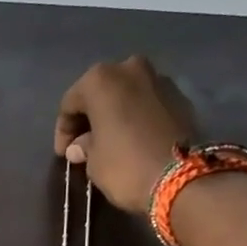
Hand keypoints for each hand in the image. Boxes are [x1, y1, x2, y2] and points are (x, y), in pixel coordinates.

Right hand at [54, 55, 196, 214]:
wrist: (183, 178)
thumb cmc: (125, 166)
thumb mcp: (94, 162)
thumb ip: (84, 147)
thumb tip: (80, 146)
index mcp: (101, 79)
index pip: (70, 102)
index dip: (63, 130)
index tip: (63, 154)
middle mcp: (130, 67)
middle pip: (100, 92)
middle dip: (90, 118)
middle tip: (84, 145)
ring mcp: (159, 78)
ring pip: (126, 95)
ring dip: (115, 115)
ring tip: (110, 142)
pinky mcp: (180, 96)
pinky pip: (148, 104)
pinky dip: (137, 117)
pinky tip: (133, 140)